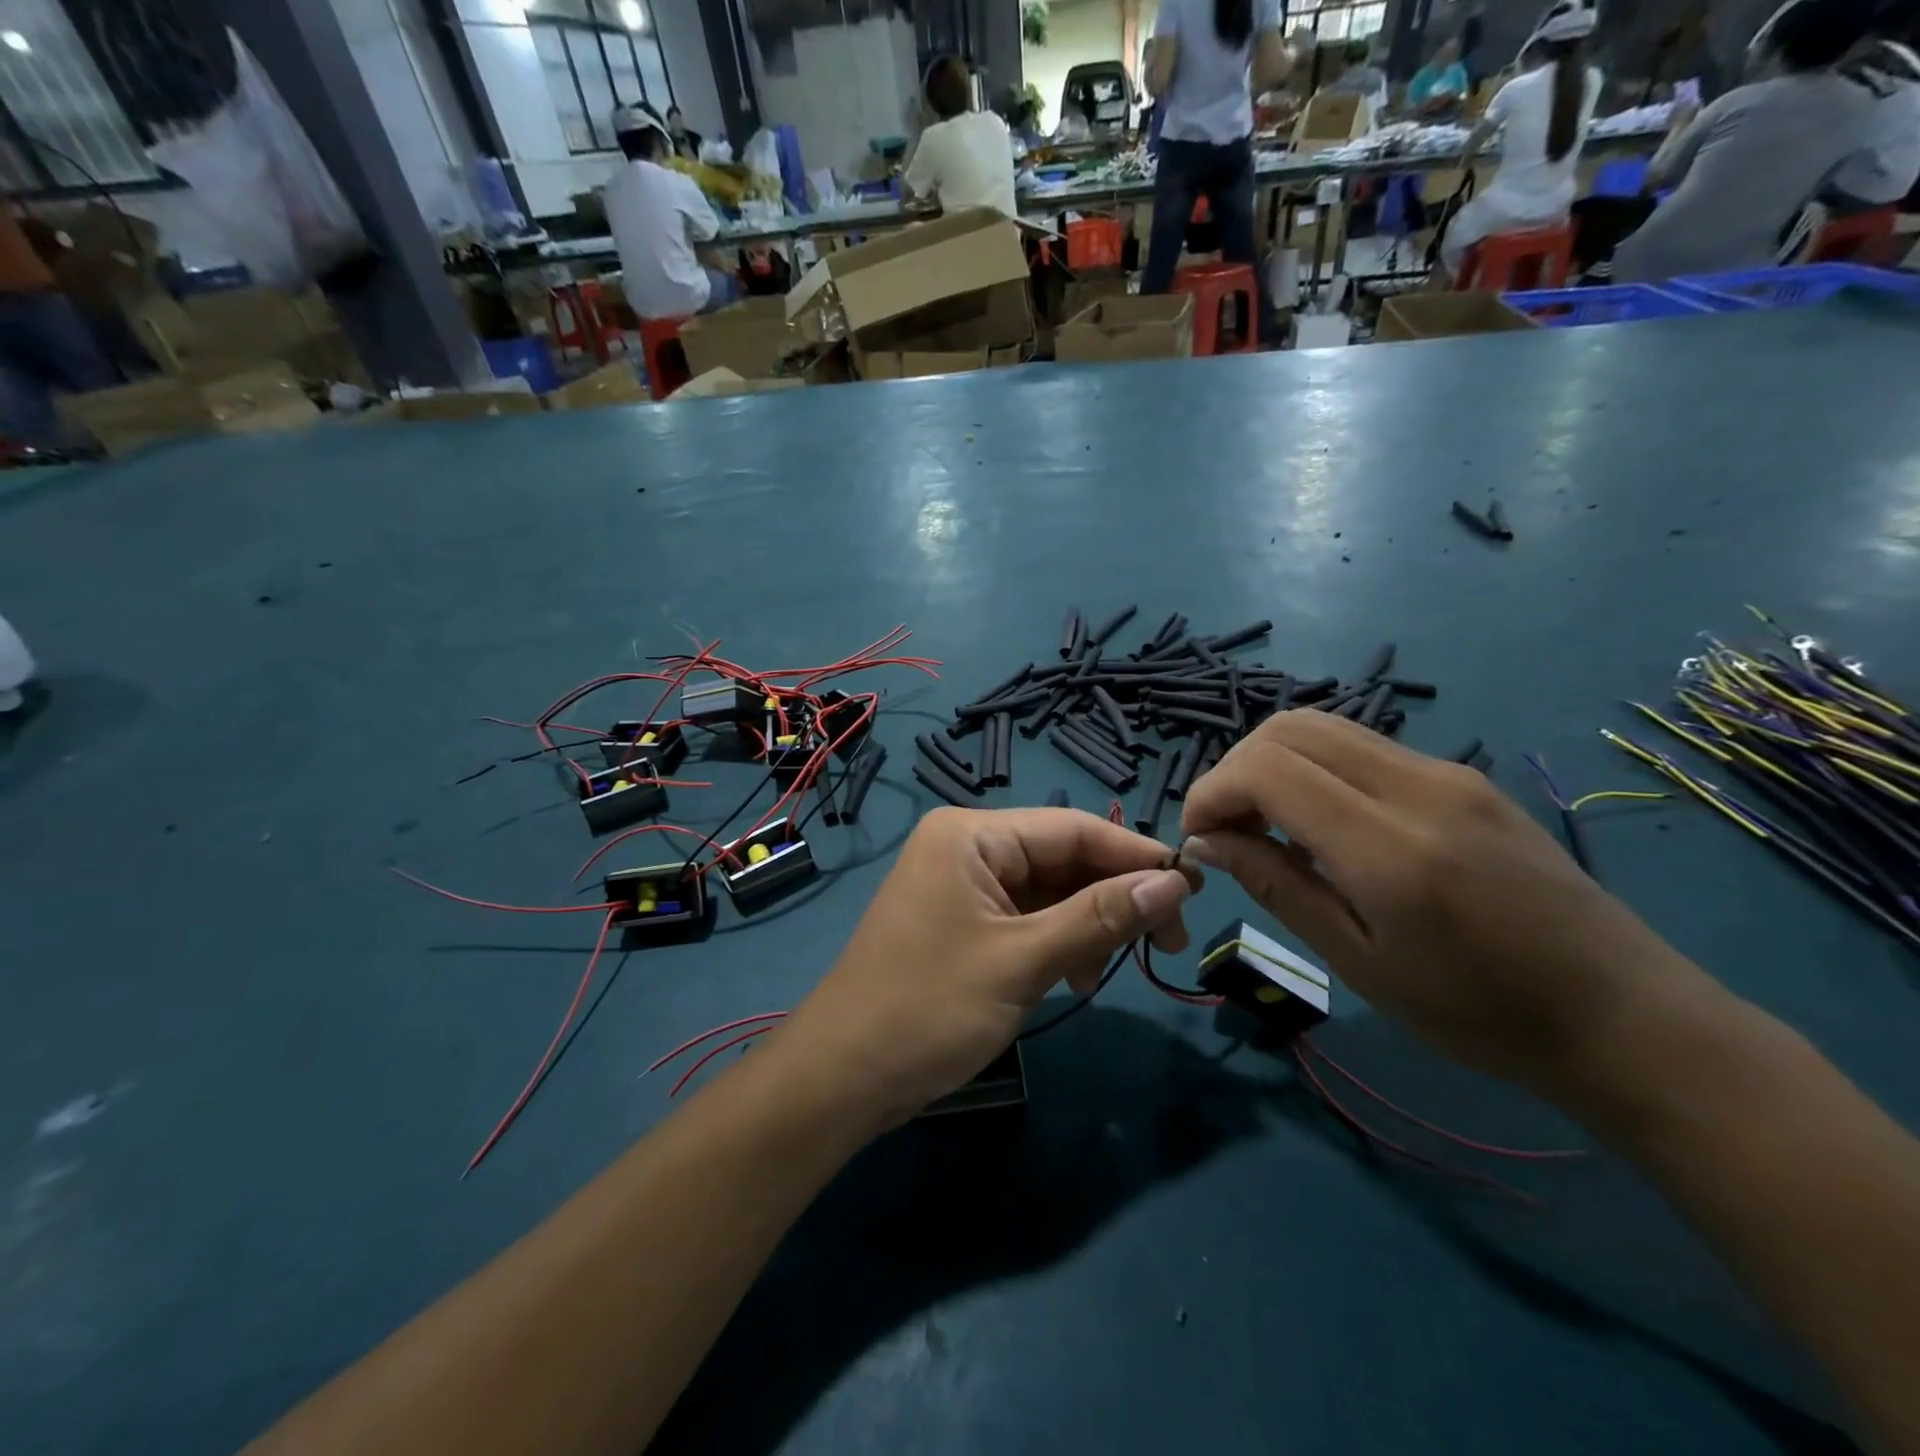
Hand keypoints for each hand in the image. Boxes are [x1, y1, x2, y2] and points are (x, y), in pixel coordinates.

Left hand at [778, 808, 1196, 1130]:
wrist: (842, 1077)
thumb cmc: (929, 1008)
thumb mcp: (1023, 961)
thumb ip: (1100, 917)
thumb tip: (1175, 883)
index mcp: (972, 835)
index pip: (1073, 829)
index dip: (1136, 856)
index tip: (1194, 888)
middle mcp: (966, 847)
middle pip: (1061, 858)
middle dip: (1113, 897)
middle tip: (1167, 943)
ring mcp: (961, 886)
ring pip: (1047, 892)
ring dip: (1086, 926)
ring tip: (1105, 972)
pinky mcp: (961, 922)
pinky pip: (1024, 918)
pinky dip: (1056, 942)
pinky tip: (1074, 978)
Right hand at [1178, 712, 1704, 1099]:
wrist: (1624, 1016)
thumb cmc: (1480, 1014)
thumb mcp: (1359, 963)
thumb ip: (1276, 886)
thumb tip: (1206, 841)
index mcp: (1389, 846)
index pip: (1267, 768)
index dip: (1212, 791)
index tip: (1199, 837)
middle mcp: (1417, 786)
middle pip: (1289, 728)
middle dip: (1235, 768)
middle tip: (1227, 829)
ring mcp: (1446, 772)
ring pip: (1324, 727)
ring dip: (1272, 764)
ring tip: (1266, 826)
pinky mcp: (1463, 776)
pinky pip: (1363, 747)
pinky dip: (1314, 769)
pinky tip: (1322, 825)